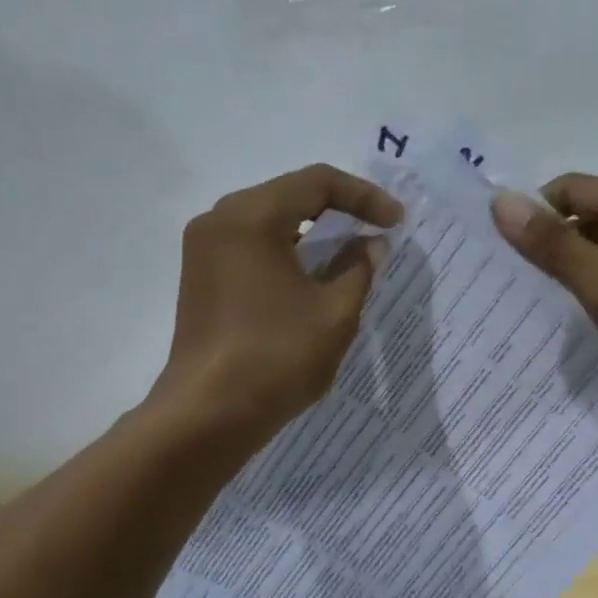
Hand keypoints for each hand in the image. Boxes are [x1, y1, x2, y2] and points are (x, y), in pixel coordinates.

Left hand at [152, 164, 401, 444]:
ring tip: (351, 254)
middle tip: (377, 232)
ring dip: (313, 233)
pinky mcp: (200, 277)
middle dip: (339, 210)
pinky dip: (287, 251)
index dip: (364, 197)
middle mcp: (220, 219)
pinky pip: (251, 246)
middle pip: (289, 194)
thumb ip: (360, 268)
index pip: (317, 182)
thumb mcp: (335, 313)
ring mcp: (203, 249)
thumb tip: (371, 243)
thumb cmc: (277, 357)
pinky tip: (312, 276)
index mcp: (252, 216)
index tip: (396, 223)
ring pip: (269, 221)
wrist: (208, 414)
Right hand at [491, 175, 597, 412]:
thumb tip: (499, 201)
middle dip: (551, 248)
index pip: (567, 189)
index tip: (505, 257)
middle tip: (517, 288)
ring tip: (545, 309)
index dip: (533, 216)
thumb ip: (551, 244)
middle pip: (586, 217)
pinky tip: (588, 322)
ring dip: (576, 274)